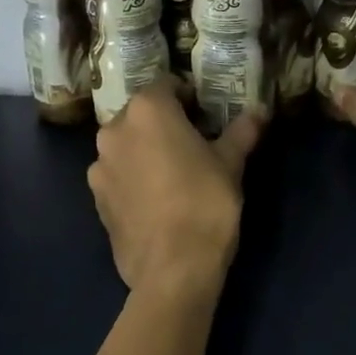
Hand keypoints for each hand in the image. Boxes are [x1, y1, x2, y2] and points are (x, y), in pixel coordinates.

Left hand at [88, 79, 264, 301]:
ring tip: (172, 174)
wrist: (172, 270)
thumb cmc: (205, 203)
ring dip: (145, 150)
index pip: (167, 85)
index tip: (205, 115)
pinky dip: (133, 177)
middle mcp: (115, 130)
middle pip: (141, 114)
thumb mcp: (230, 163)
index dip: (188, 97)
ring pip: (126, 145)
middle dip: (164, 122)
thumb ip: (241, 131)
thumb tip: (260, 110)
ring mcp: (100, 165)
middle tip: (192, 142)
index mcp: (147, 110)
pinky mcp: (95, 198)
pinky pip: (117, 174)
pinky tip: (155, 199)